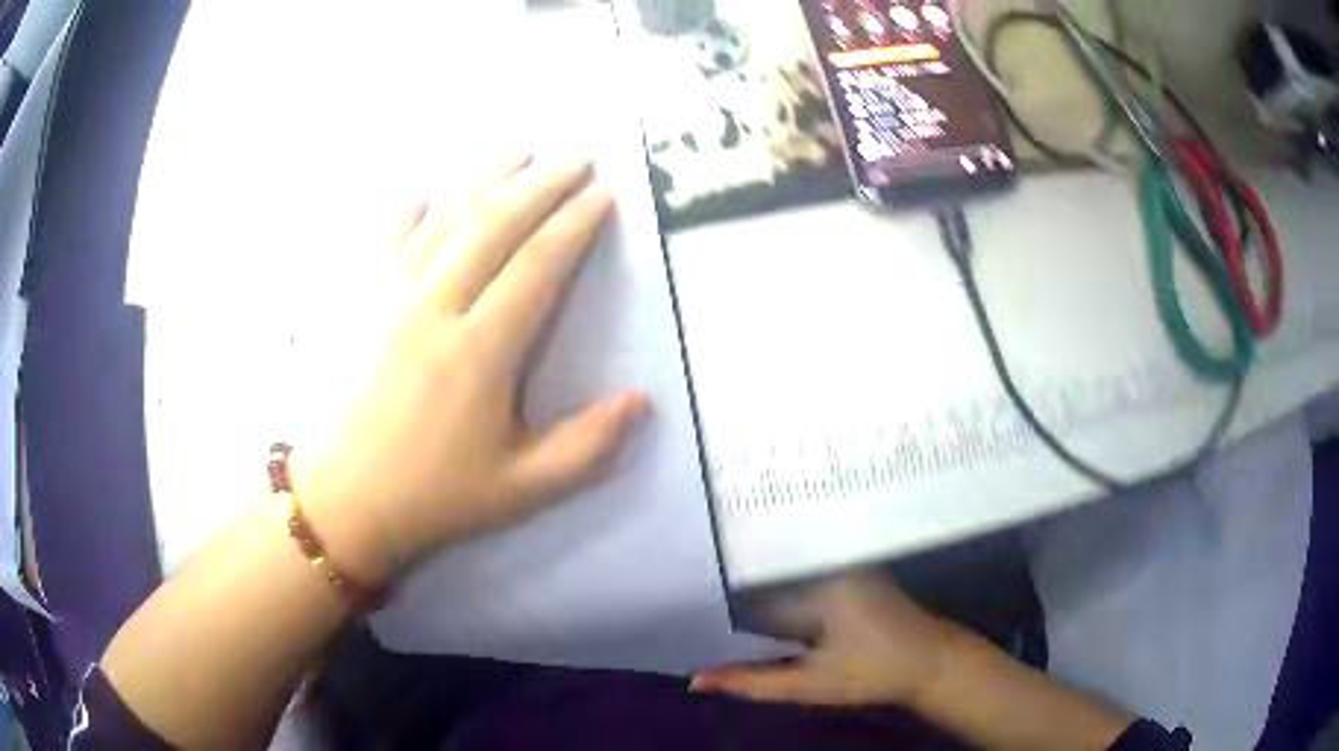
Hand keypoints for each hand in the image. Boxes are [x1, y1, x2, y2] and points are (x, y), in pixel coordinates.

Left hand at [293, 156, 649, 583]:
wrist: (341, 503)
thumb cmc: (432, 496)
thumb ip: (586, 447)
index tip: (603, 193)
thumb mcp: (521, 489)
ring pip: (444, 222)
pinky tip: (423, 194)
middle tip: (576, 156)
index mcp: (479, 351)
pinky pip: (385, 244)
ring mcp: (389, 300)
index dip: (574, 224)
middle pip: (494, 227)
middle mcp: (434, 308)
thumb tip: (641, 401)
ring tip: (518, 152)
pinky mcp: (358, 306)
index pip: (537, 266)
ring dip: (485, 182)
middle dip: (540, 185)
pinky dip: (407, 214)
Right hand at [691, 572, 957, 707]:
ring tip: (729, 624)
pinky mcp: (853, 574)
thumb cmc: (873, 675)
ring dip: (763, 604)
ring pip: (785, 583)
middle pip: (767, 582)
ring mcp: (843, 565)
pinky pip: (805, 584)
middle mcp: (828, 563)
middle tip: (704, 629)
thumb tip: (697, 680)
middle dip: (741, 606)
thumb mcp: (808, 684)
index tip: (690, 620)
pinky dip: (787, 603)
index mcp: (817, 583)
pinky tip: (773, 622)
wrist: (933, 663)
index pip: (751, 589)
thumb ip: (752, 682)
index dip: (721, 606)